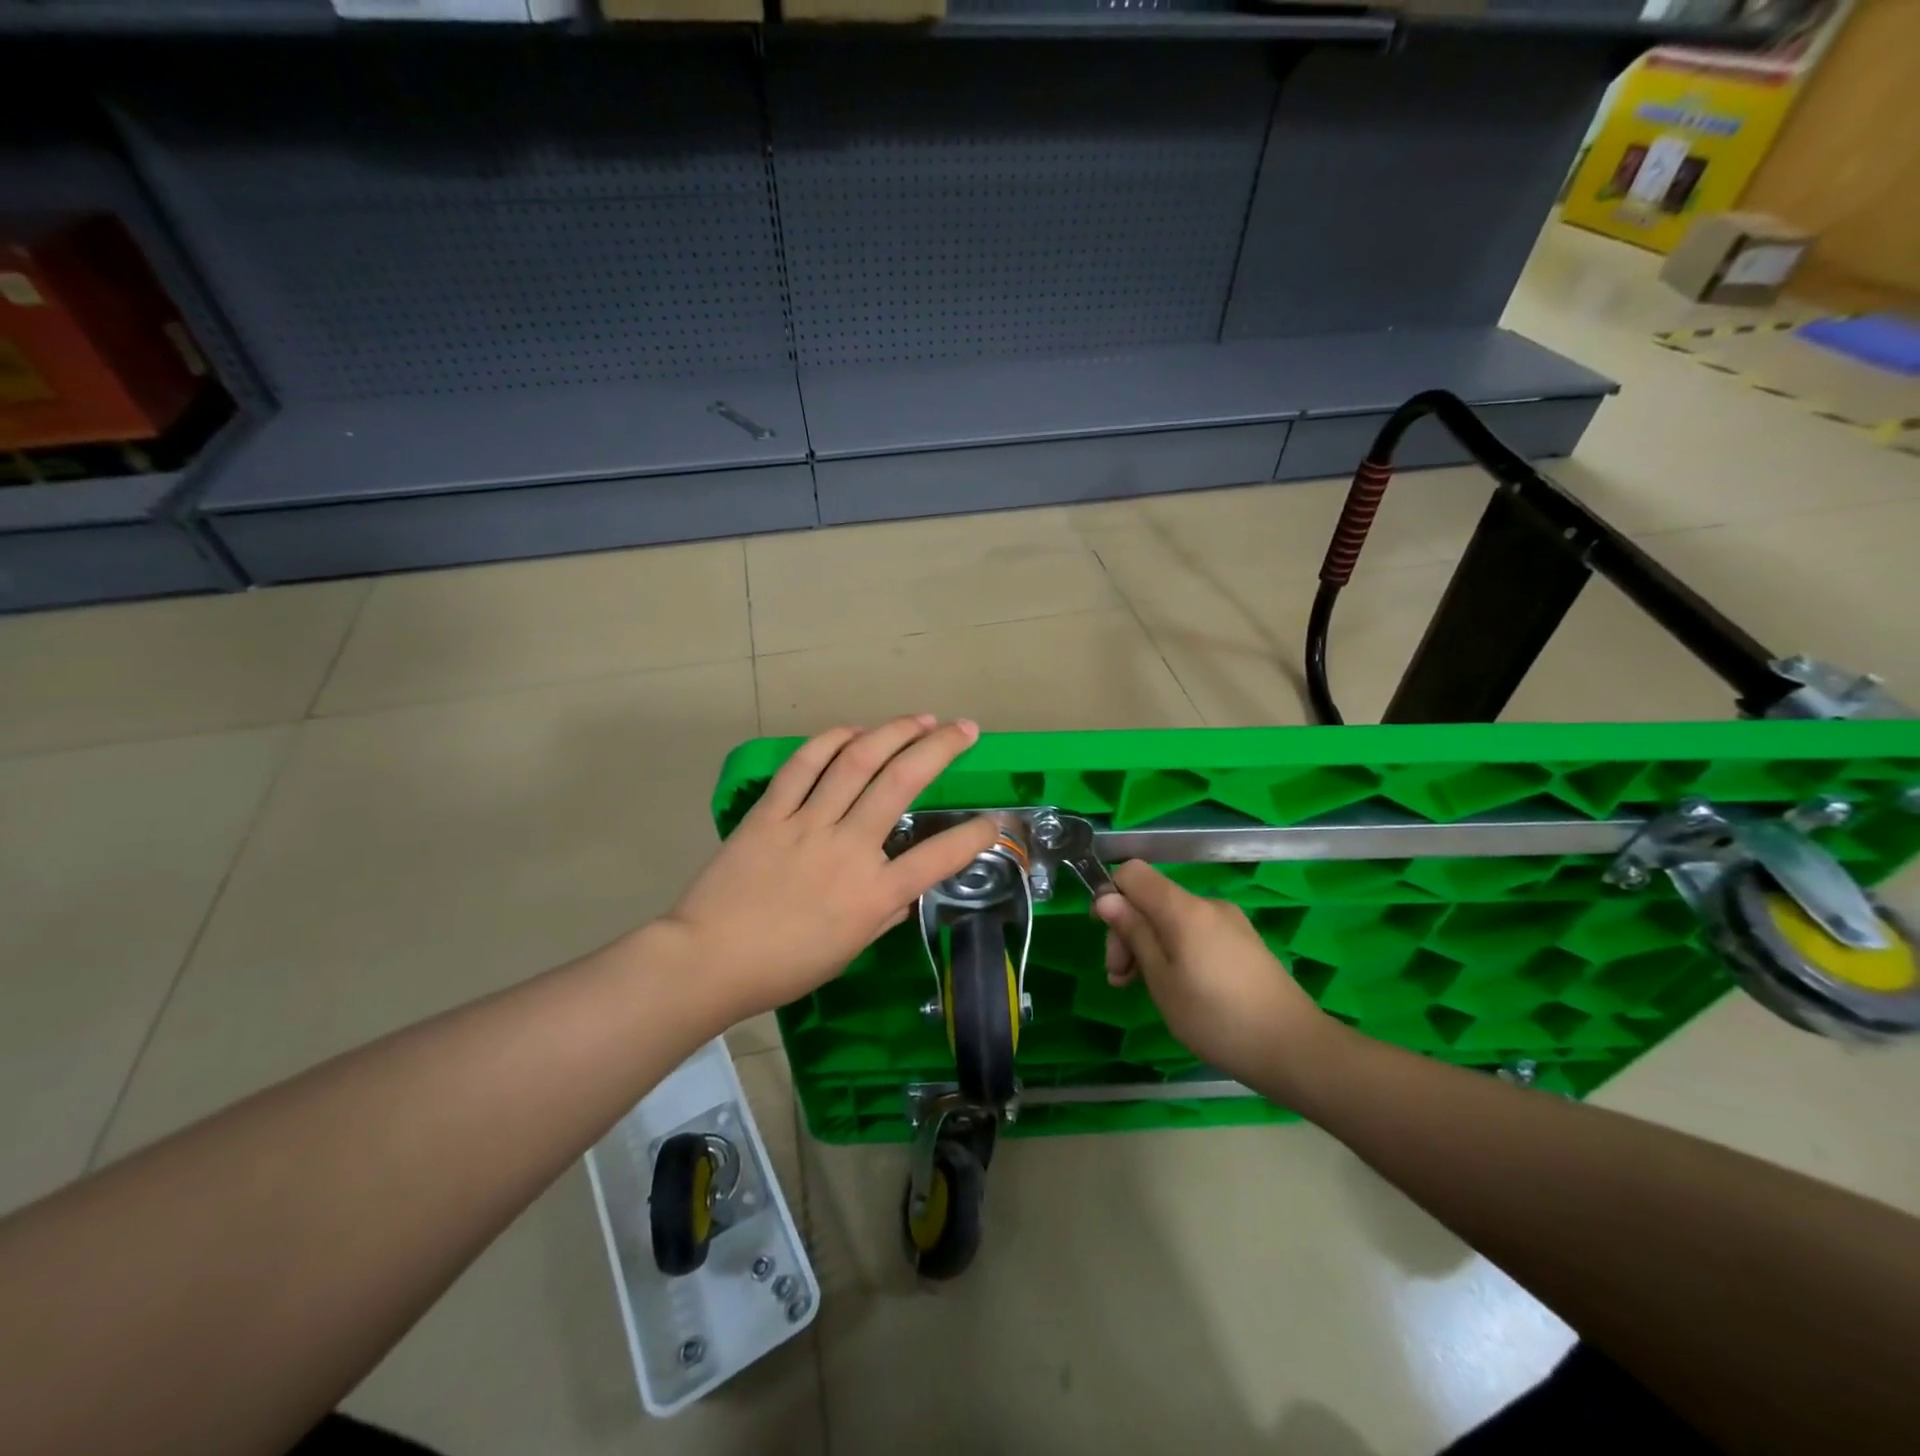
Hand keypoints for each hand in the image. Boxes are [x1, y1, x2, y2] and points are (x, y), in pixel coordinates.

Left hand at [661, 716, 998, 1022]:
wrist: (708, 961)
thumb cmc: (784, 967)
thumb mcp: (849, 949)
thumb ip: (884, 912)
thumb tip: (907, 887)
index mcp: (873, 895)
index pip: (939, 858)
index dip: (975, 835)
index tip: (994, 820)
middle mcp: (848, 850)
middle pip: (901, 783)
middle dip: (940, 748)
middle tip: (965, 729)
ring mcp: (806, 825)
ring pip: (856, 762)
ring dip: (893, 733)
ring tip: (920, 719)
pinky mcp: (770, 813)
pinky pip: (803, 766)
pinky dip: (830, 741)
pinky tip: (853, 730)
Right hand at [1094, 862, 1327, 1093]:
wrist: (1295, 1049)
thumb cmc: (1216, 1018)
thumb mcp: (1162, 980)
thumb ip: (1134, 933)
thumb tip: (1106, 897)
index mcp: (1183, 908)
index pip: (1133, 872)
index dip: (1111, 895)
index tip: (1105, 934)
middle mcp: (1207, 905)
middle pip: (1152, 898)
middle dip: (1128, 930)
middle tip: (1120, 978)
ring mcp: (1229, 923)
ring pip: (1173, 919)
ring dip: (1150, 945)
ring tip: (1142, 989)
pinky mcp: (1244, 943)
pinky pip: (1196, 933)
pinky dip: (1176, 951)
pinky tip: (1177, 988)